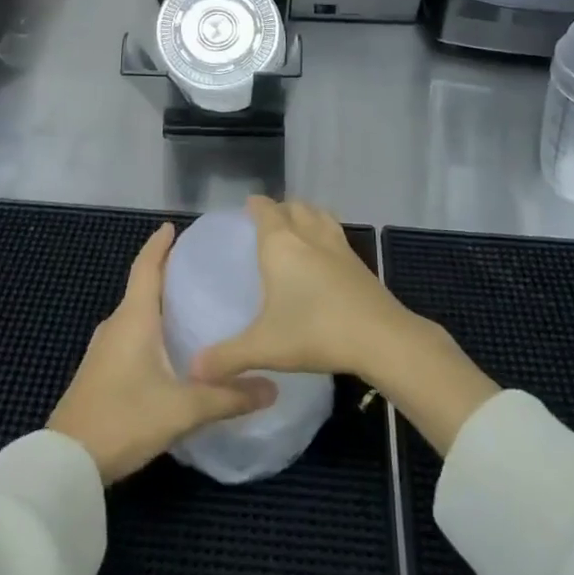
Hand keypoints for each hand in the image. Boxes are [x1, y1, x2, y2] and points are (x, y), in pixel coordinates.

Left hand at [48, 222, 275, 483]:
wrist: (66, 464)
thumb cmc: (124, 418)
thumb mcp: (183, 409)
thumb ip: (228, 397)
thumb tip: (273, 386)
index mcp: (133, 318)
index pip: (146, 267)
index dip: (159, 245)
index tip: (173, 226)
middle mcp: (116, 325)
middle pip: (141, 287)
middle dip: (165, 273)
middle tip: (198, 267)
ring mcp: (104, 351)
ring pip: (135, 315)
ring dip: (157, 304)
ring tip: (190, 305)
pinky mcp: (99, 374)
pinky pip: (129, 337)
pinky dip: (150, 329)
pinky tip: (168, 348)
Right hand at [187, 197, 414, 383]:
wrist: (380, 337)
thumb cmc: (315, 332)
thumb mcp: (264, 347)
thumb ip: (227, 356)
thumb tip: (194, 369)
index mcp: (280, 244)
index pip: (265, 209)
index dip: (255, 205)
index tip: (245, 209)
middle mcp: (308, 235)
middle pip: (293, 206)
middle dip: (279, 209)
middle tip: (267, 224)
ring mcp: (337, 245)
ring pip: (318, 214)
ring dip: (305, 214)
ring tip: (296, 229)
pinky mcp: (358, 261)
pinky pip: (335, 233)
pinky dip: (325, 232)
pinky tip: (324, 255)